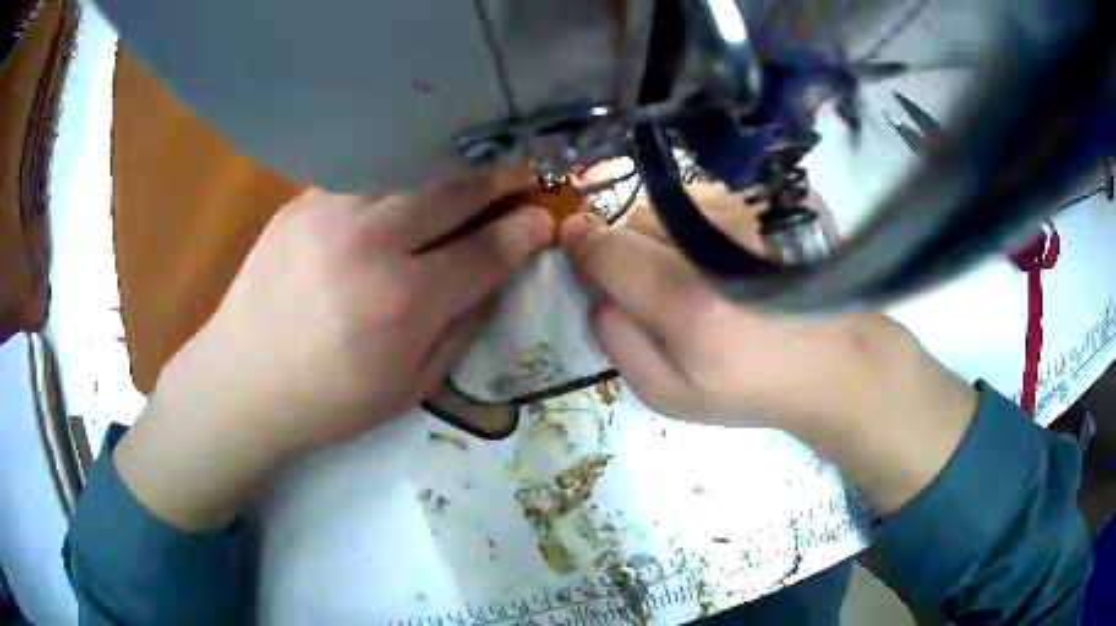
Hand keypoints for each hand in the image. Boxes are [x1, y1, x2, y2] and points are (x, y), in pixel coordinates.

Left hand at [116, 170, 552, 528]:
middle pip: (453, 192)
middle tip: (527, 168)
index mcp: (403, 304)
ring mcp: (330, 214)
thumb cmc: (329, 402)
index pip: (485, 251)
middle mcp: (371, 245)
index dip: (523, 232)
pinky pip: (366, 174)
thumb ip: (462, 328)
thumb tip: (496, 277)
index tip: (545, 219)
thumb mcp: (411, 388)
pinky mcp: (301, 203)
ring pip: (411, 169)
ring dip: (454, 165)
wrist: (241, 382)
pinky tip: (411, 177)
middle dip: (501, 177)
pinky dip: (400, 172)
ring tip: (477, 164)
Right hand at [561, 214, 976, 512]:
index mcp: (687, 304)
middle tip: (654, 278)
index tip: (574, 244)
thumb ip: (620, 347)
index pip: (606, 249)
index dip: (581, 244)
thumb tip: (595, 294)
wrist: (836, 362)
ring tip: (701, 267)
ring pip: (673, 203)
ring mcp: (751, 213)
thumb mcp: (673, 398)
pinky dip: (704, 220)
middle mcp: (716, 244)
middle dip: (628, 244)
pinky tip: (733, 252)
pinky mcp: (775, 200)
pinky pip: (712, 197)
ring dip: (668, 230)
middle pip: (636, 218)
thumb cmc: (754, 388)